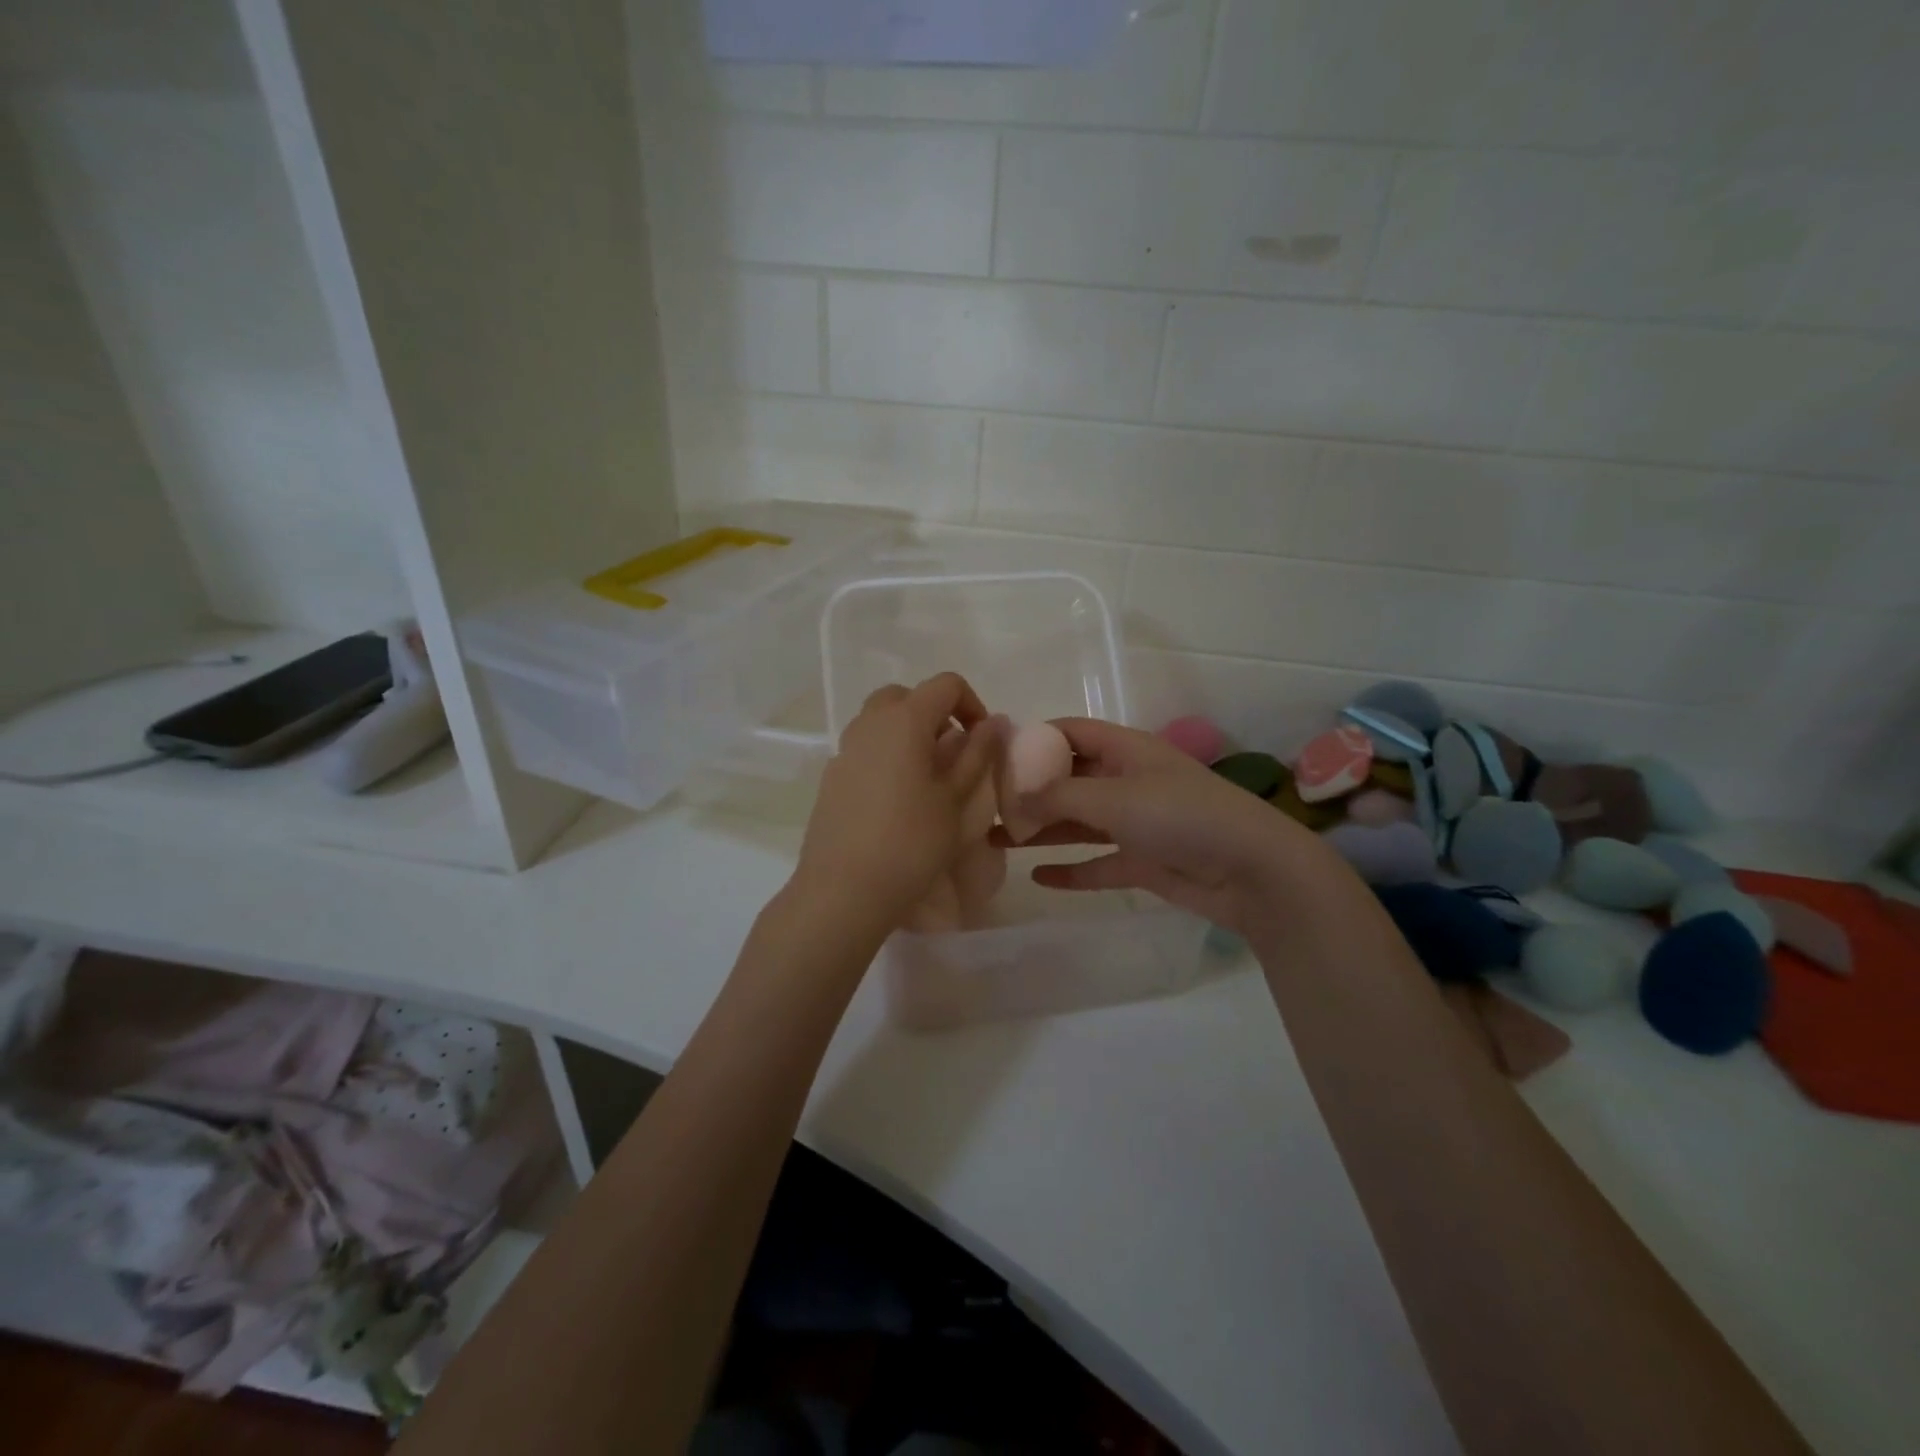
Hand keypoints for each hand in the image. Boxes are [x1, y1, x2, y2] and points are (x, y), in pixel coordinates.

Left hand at [792, 674, 1000, 932]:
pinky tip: (896, 801)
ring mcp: (844, 750)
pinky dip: (886, 756)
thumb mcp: (956, 800)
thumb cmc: (912, 843)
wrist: (844, 890)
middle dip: (935, 714)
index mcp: (904, 720)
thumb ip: (977, 754)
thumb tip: (993, 722)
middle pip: (906, 696)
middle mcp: (869, 724)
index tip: (982, 742)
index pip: (945, 684)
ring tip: (927, 779)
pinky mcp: (831, 777)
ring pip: (881, 721)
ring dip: (909, 735)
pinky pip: (865, 749)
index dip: (972, 704)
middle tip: (952, 755)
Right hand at [1004, 718, 1339, 936]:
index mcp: (1125, 751)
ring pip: (1078, 822)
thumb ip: (1060, 796)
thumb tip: (1016, 797)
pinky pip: (1098, 863)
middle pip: (1069, 780)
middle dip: (1030, 791)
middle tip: (985, 805)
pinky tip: (1038, 877)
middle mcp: (1127, 781)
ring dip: (1041, 830)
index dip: (1034, 740)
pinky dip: (1071, 870)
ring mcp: (1136, 823)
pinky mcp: (1143, 862)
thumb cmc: (1181, 816)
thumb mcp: (1115, 797)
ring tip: (995, 839)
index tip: (994, 755)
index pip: (1071, 733)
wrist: (1251, 870)